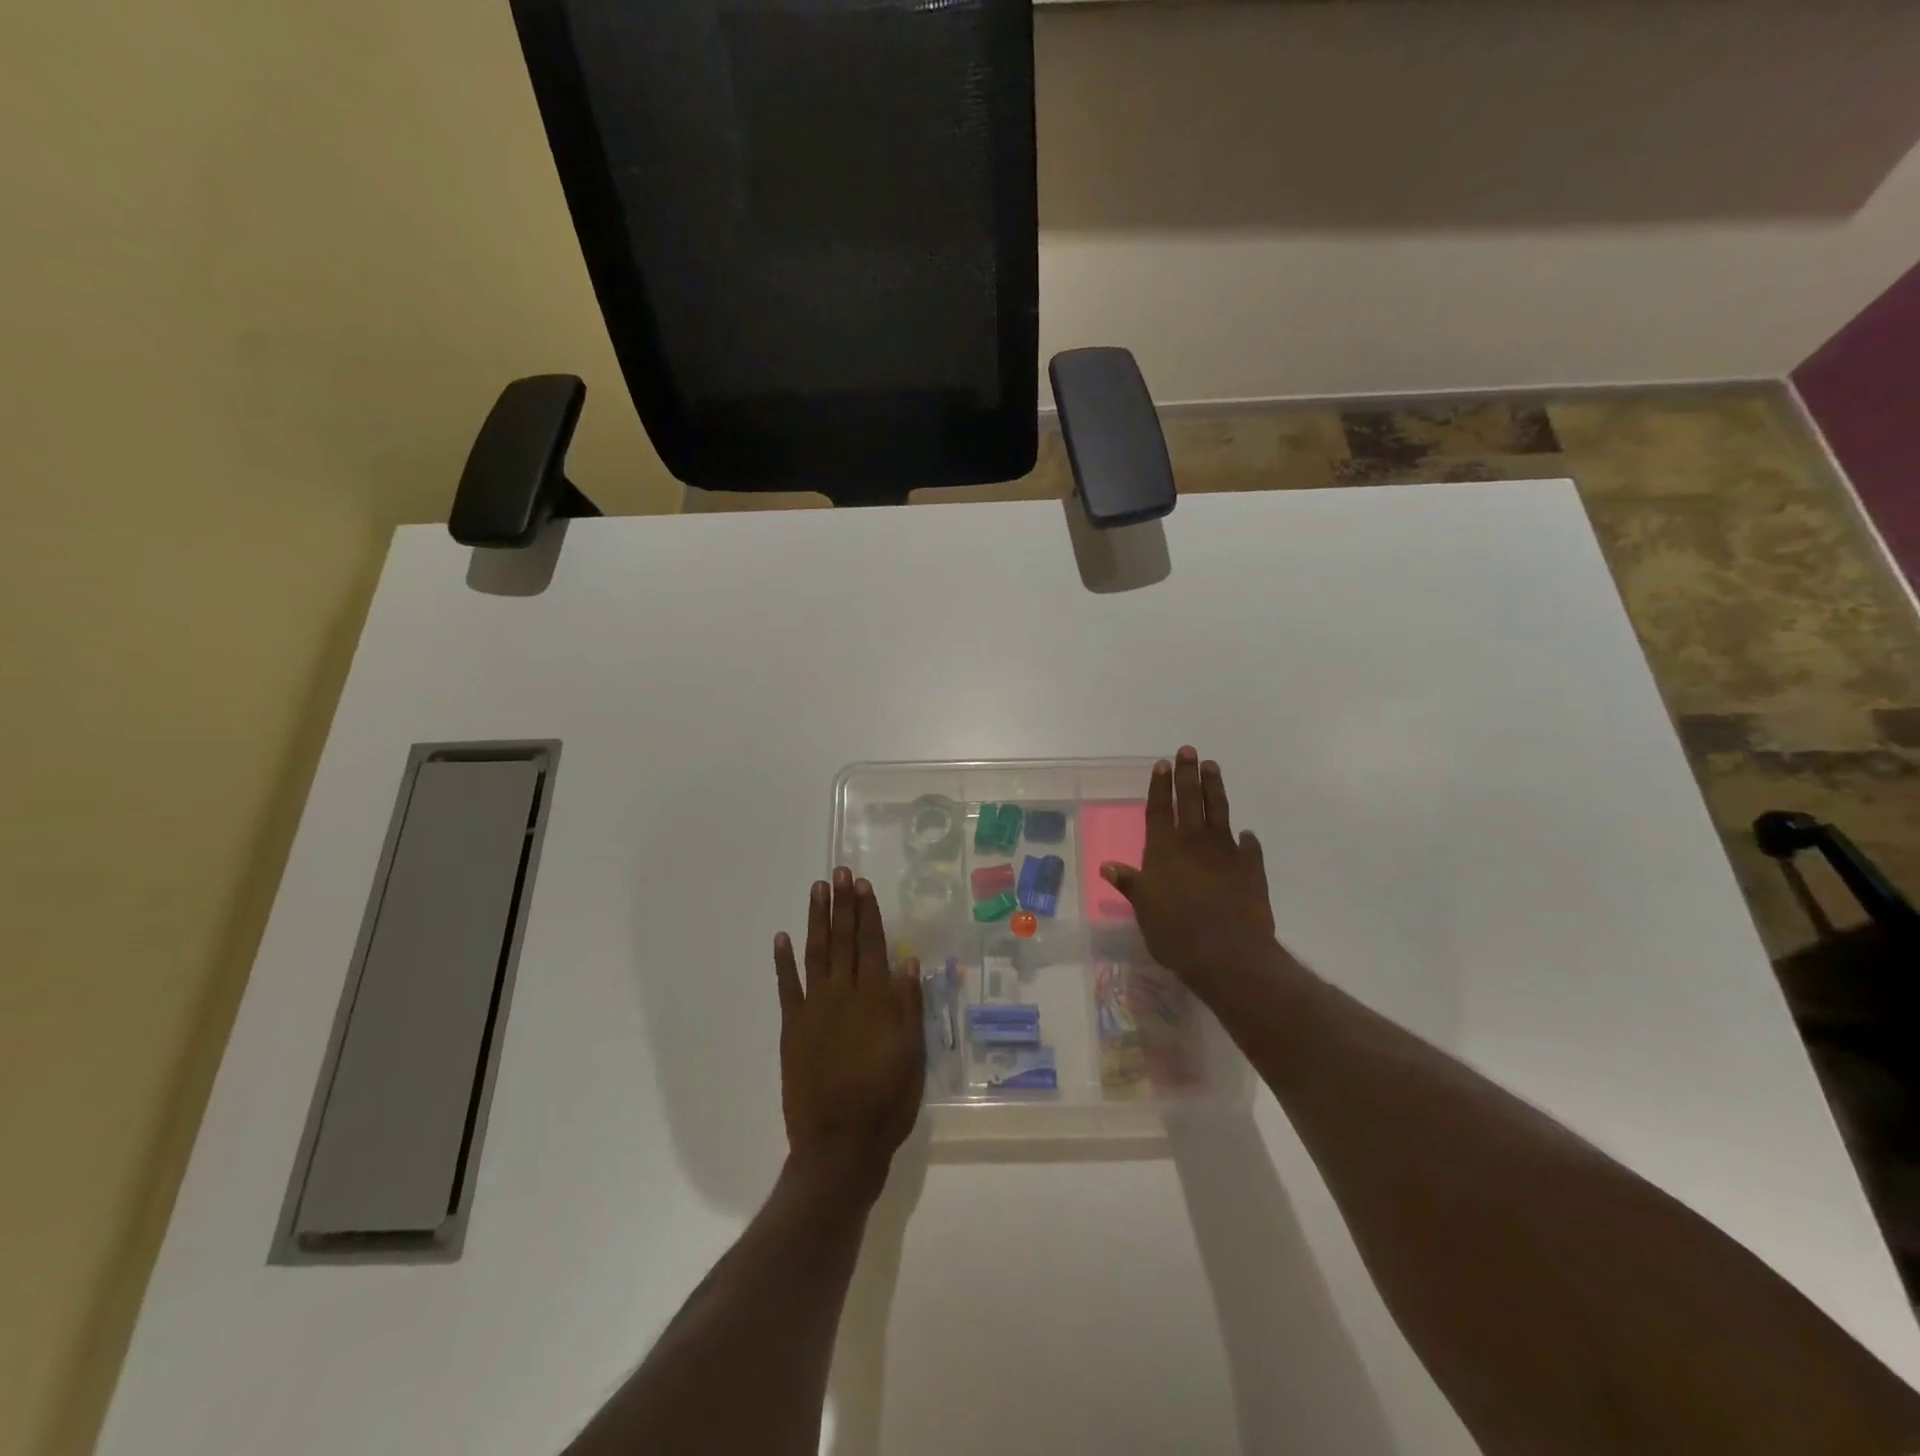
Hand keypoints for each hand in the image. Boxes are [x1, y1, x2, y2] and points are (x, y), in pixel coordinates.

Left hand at [774, 868, 924, 1204]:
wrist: (839, 1145)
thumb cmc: (886, 1102)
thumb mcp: (912, 1055)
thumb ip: (909, 1006)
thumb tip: (907, 960)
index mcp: (876, 1000)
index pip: (872, 944)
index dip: (868, 913)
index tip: (863, 885)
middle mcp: (844, 995)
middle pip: (843, 941)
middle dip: (842, 905)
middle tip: (840, 873)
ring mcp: (814, 1010)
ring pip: (815, 954)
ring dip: (816, 920)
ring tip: (817, 890)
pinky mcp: (793, 1028)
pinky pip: (787, 987)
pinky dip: (784, 961)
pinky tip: (782, 937)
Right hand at [1100, 747, 1276, 994]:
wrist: (1228, 953)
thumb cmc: (1175, 932)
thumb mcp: (1143, 909)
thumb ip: (1130, 883)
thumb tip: (1107, 866)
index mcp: (1164, 850)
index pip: (1159, 810)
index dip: (1159, 786)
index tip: (1162, 763)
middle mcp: (1193, 843)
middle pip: (1189, 801)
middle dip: (1187, 774)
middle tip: (1189, 750)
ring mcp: (1225, 853)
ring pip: (1219, 811)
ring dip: (1215, 788)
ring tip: (1213, 767)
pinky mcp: (1251, 868)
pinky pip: (1249, 847)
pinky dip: (1246, 839)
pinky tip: (1246, 834)